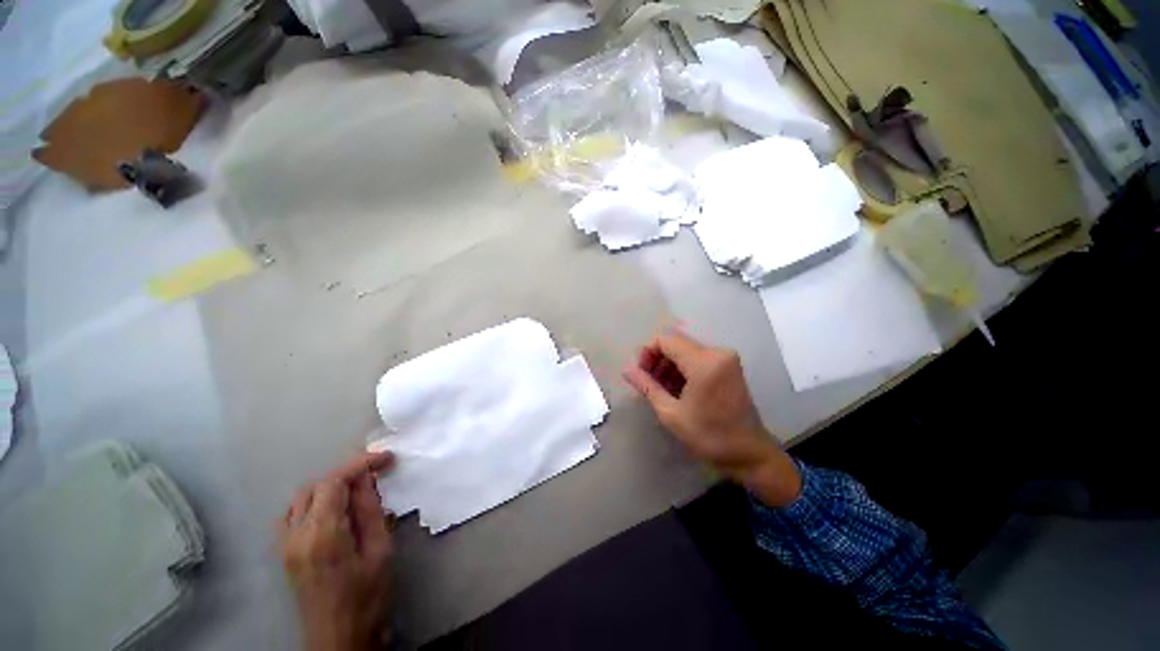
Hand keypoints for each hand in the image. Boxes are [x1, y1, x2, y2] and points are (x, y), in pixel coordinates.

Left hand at [280, 451, 395, 650]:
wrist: (338, 639)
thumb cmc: (366, 597)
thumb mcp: (380, 551)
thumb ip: (370, 511)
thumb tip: (367, 479)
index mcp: (323, 535)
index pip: (334, 482)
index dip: (360, 463)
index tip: (386, 458)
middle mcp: (296, 535)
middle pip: (316, 486)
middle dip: (347, 474)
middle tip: (375, 475)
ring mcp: (286, 545)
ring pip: (302, 498)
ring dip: (330, 487)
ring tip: (357, 492)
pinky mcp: (285, 553)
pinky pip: (293, 514)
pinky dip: (314, 502)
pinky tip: (333, 511)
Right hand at [623, 330, 801, 507]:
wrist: (750, 454)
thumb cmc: (709, 436)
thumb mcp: (671, 413)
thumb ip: (647, 386)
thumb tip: (626, 370)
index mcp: (704, 362)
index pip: (666, 340)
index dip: (647, 352)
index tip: (640, 373)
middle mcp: (717, 352)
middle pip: (676, 343)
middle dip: (657, 359)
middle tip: (648, 383)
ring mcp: (726, 358)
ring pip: (686, 350)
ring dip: (669, 364)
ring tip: (661, 388)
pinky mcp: (729, 366)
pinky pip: (698, 357)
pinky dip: (683, 368)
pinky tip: (677, 388)